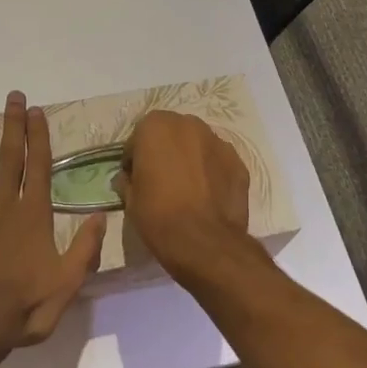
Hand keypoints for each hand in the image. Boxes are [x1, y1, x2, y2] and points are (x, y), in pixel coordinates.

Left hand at [0, 91, 105, 354]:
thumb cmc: (22, 307)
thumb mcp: (66, 285)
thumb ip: (85, 249)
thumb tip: (100, 213)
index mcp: (33, 215)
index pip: (38, 166)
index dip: (39, 137)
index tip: (37, 111)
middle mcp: (4, 204)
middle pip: (9, 156)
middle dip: (13, 124)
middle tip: (14, 96)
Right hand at [118, 110, 251, 281]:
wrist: (205, 243)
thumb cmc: (158, 216)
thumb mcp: (130, 200)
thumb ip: (128, 180)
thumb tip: (128, 178)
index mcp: (155, 126)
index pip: (139, 138)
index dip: (135, 159)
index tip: (136, 178)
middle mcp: (188, 124)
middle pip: (171, 134)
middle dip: (165, 151)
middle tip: (162, 180)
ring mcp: (217, 141)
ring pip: (197, 145)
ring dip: (190, 158)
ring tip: (188, 188)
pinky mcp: (238, 161)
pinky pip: (218, 162)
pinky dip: (212, 172)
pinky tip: (208, 195)